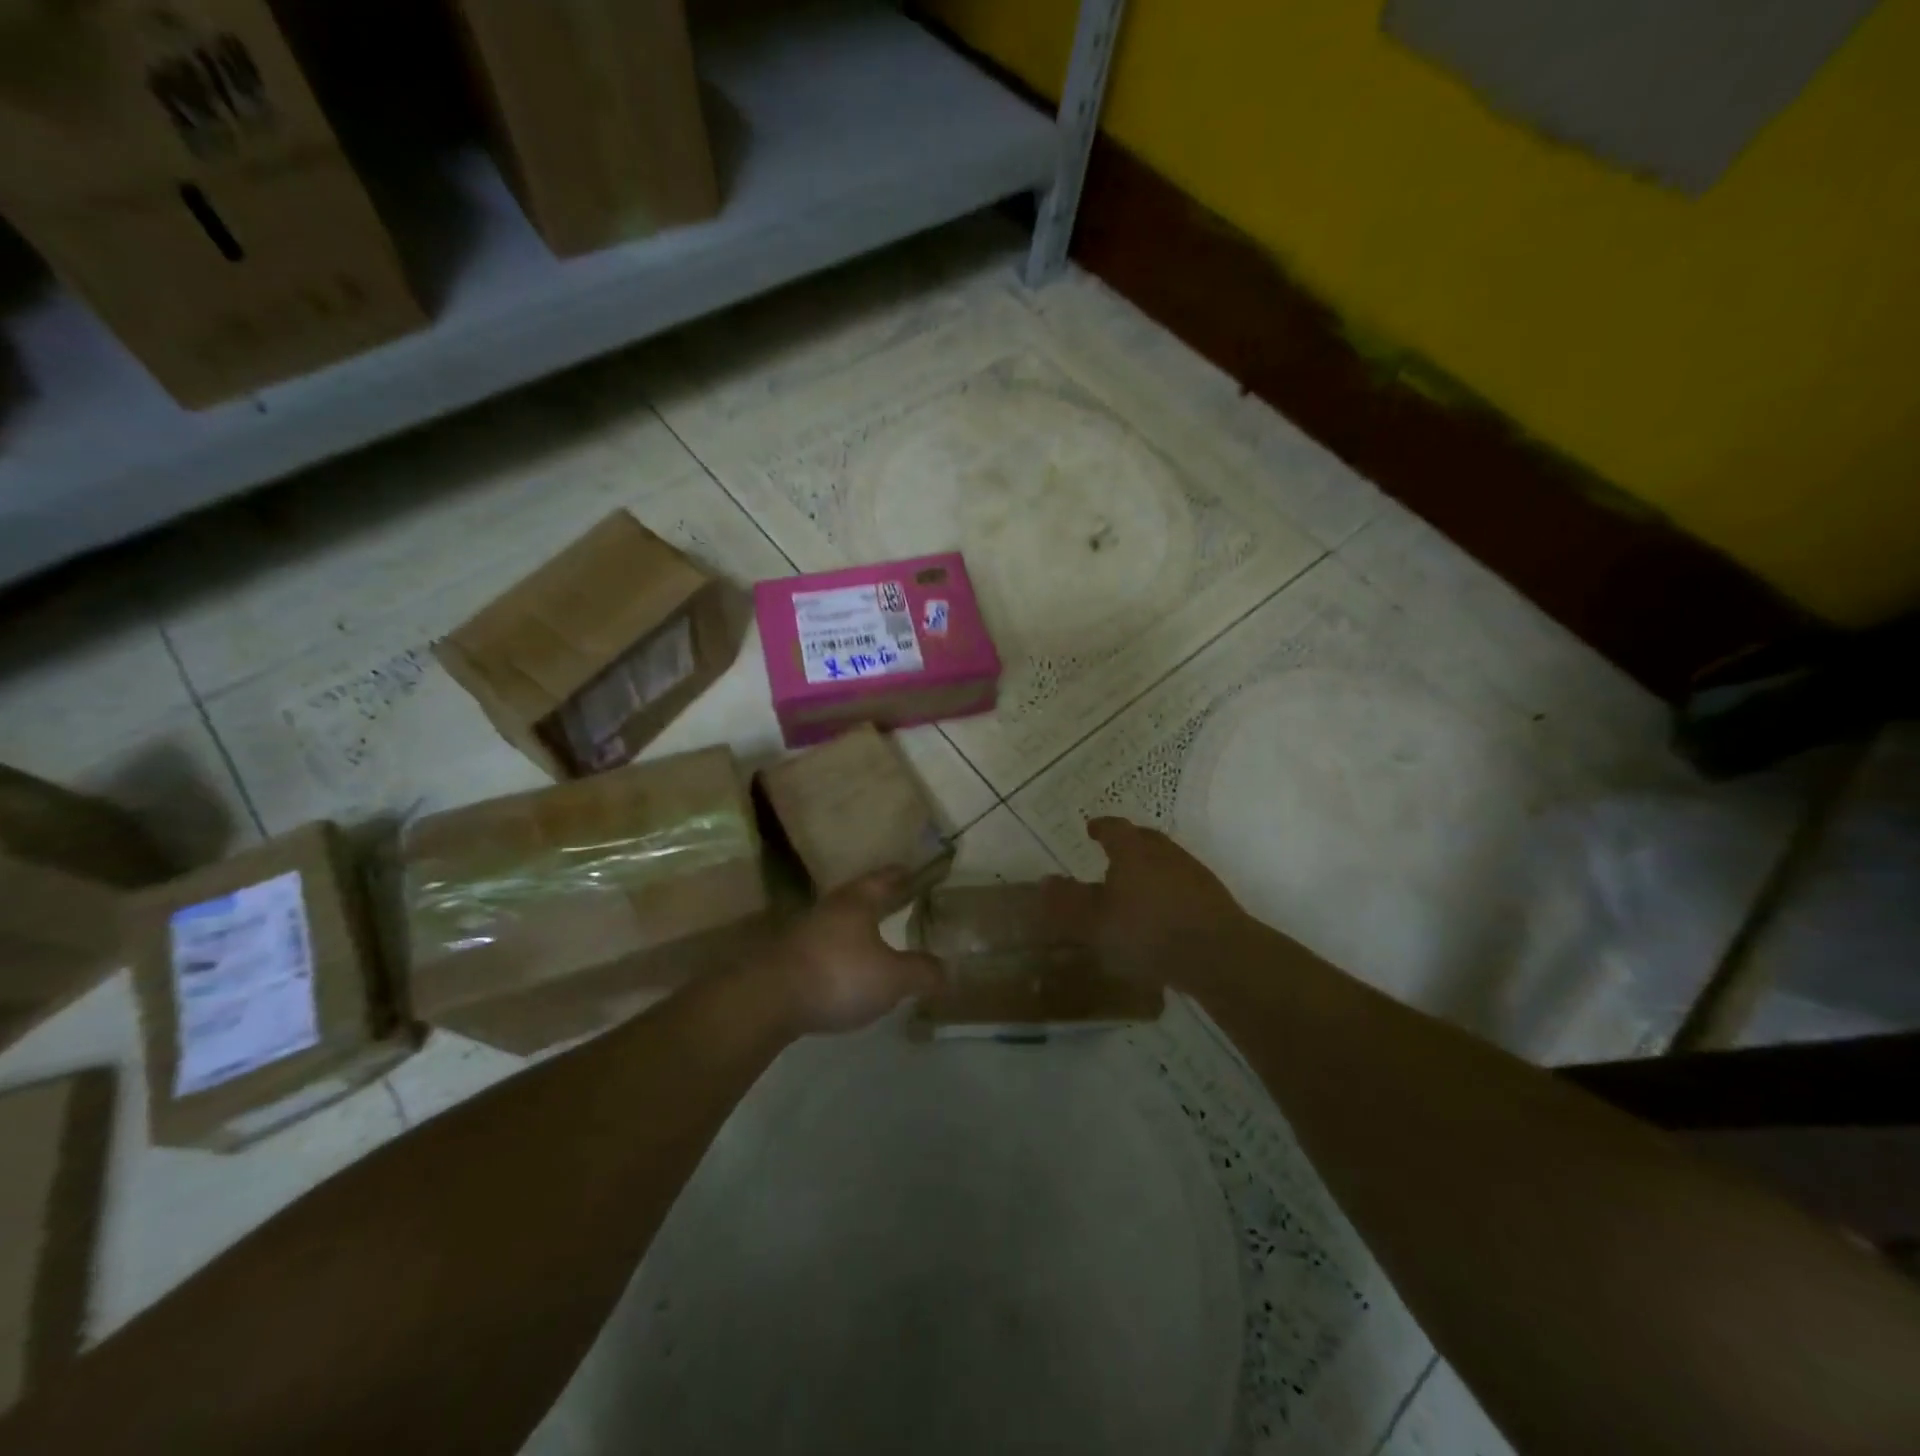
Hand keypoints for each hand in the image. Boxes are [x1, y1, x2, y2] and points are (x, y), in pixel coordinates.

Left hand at [760, 869, 941, 1034]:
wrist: (769, 999)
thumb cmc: (839, 975)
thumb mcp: (892, 978)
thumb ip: (921, 971)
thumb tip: (947, 970)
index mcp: (859, 901)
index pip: (885, 878)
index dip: (901, 875)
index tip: (914, 871)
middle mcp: (831, 907)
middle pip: (860, 895)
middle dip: (880, 897)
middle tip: (900, 898)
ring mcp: (806, 930)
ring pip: (840, 919)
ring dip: (858, 924)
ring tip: (876, 932)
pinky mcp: (789, 956)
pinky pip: (825, 943)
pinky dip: (841, 948)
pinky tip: (848, 964)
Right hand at [1041, 817, 1251, 987]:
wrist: (1218, 954)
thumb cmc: (1148, 931)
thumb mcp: (1095, 922)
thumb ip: (1067, 903)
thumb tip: (1045, 882)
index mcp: (1133, 850)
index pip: (1114, 827)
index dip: (1101, 827)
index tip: (1091, 829)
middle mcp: (1164, 852)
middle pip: (1143, 838)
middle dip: (1126, 843)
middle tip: (1112, 853)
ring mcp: (1192, 872)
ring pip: (1164, 860)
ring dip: (1148, 866)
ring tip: (1134, 886)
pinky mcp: (1212, 897)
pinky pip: (1181, 883)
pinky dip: (1167, 889)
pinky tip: (1161, 912)